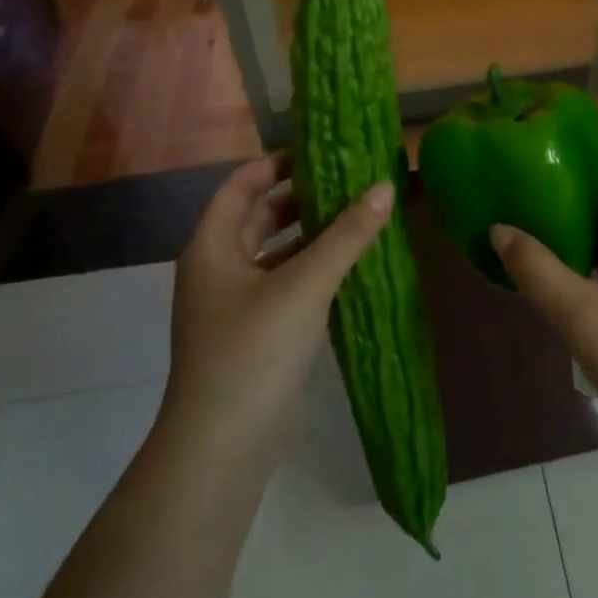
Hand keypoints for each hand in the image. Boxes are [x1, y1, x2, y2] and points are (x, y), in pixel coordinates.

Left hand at [166, 155, 393, 463]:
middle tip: (352, 180)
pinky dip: (313, 269)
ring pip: (275, 252)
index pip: (241, 185)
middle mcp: (218, 268)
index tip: (322, 152)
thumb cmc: (253, 352)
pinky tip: (351, 266)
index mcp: (212, 246)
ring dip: (311, 234)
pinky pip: (285, 284)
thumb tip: (385, 186)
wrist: (223, 445)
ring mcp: (235, 304)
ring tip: (359, 215)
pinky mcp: (255, 333)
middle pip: (259, 216)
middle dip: (302, 197)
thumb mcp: (304, 286)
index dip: (277, 163)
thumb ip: (346, 236)